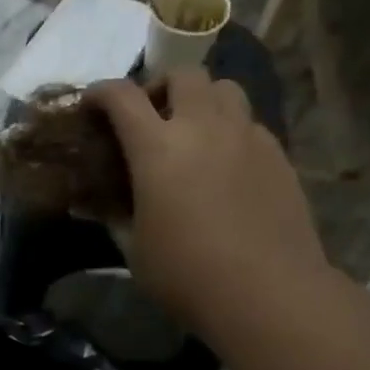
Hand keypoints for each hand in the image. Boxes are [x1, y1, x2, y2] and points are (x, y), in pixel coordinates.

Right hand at [85, 72, 328, 338]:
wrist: (268, 294)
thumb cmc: (187, 276)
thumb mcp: (135, 250)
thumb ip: (115, 217)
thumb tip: (97, 205)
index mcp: (158, 148)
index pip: (121, 96)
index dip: (100, 93)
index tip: (91, 104)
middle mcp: (204, 127)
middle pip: (182, 75)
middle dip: (159, 86)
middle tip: (151, 117)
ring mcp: (247, 137)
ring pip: (225, 89)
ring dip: (202, 99)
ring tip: (194, 131)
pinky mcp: (278, 155)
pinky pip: (250, 122)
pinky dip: (231, 129)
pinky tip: (226, 164)